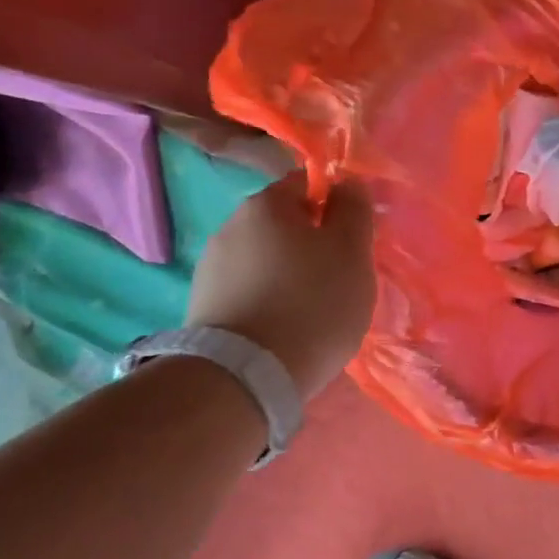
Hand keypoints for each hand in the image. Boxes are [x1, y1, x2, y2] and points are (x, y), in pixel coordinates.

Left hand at [186, 175, 375, 399]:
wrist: (247, 375)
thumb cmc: (313, 303)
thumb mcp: (352, 252)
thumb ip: (354, 210)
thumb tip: (347, 182)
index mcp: (266, 204)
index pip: (306, 183)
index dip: (335, 205)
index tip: (353, 240)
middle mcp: (231, 226)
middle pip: (284, 223)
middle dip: (312, 244)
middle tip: (340, 278)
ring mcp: (211, 268)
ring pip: (265, 260)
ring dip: (289, 274)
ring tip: (313, 311)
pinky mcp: (203, 307)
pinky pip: (249, 292)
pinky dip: (269, 302)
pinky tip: (286, 329)